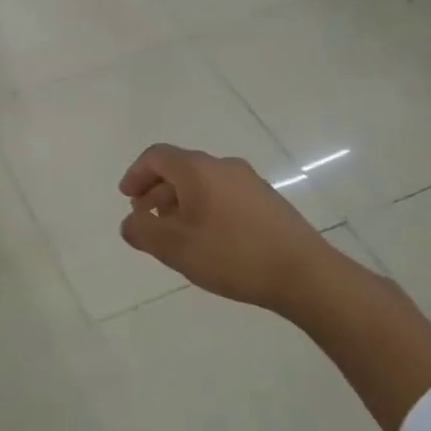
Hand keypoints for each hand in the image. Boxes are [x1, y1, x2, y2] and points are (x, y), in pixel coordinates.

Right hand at [118, 144, 330, 311]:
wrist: (304, 274)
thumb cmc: (231, 255)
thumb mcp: (174, 247)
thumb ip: (142, 231)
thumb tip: (130, 222)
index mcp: (197, 169)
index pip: (156, 156)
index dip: (136, 174)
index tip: (127, 198)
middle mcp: (223, 166)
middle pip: (179, 168)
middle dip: (156, 191)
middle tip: (145, 219)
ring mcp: (249, 182)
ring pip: (202, 182)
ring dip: (180, 202)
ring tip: (174, 234)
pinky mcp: (267, 201)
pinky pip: (223, 194)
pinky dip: (204, 208)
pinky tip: (207, 239)